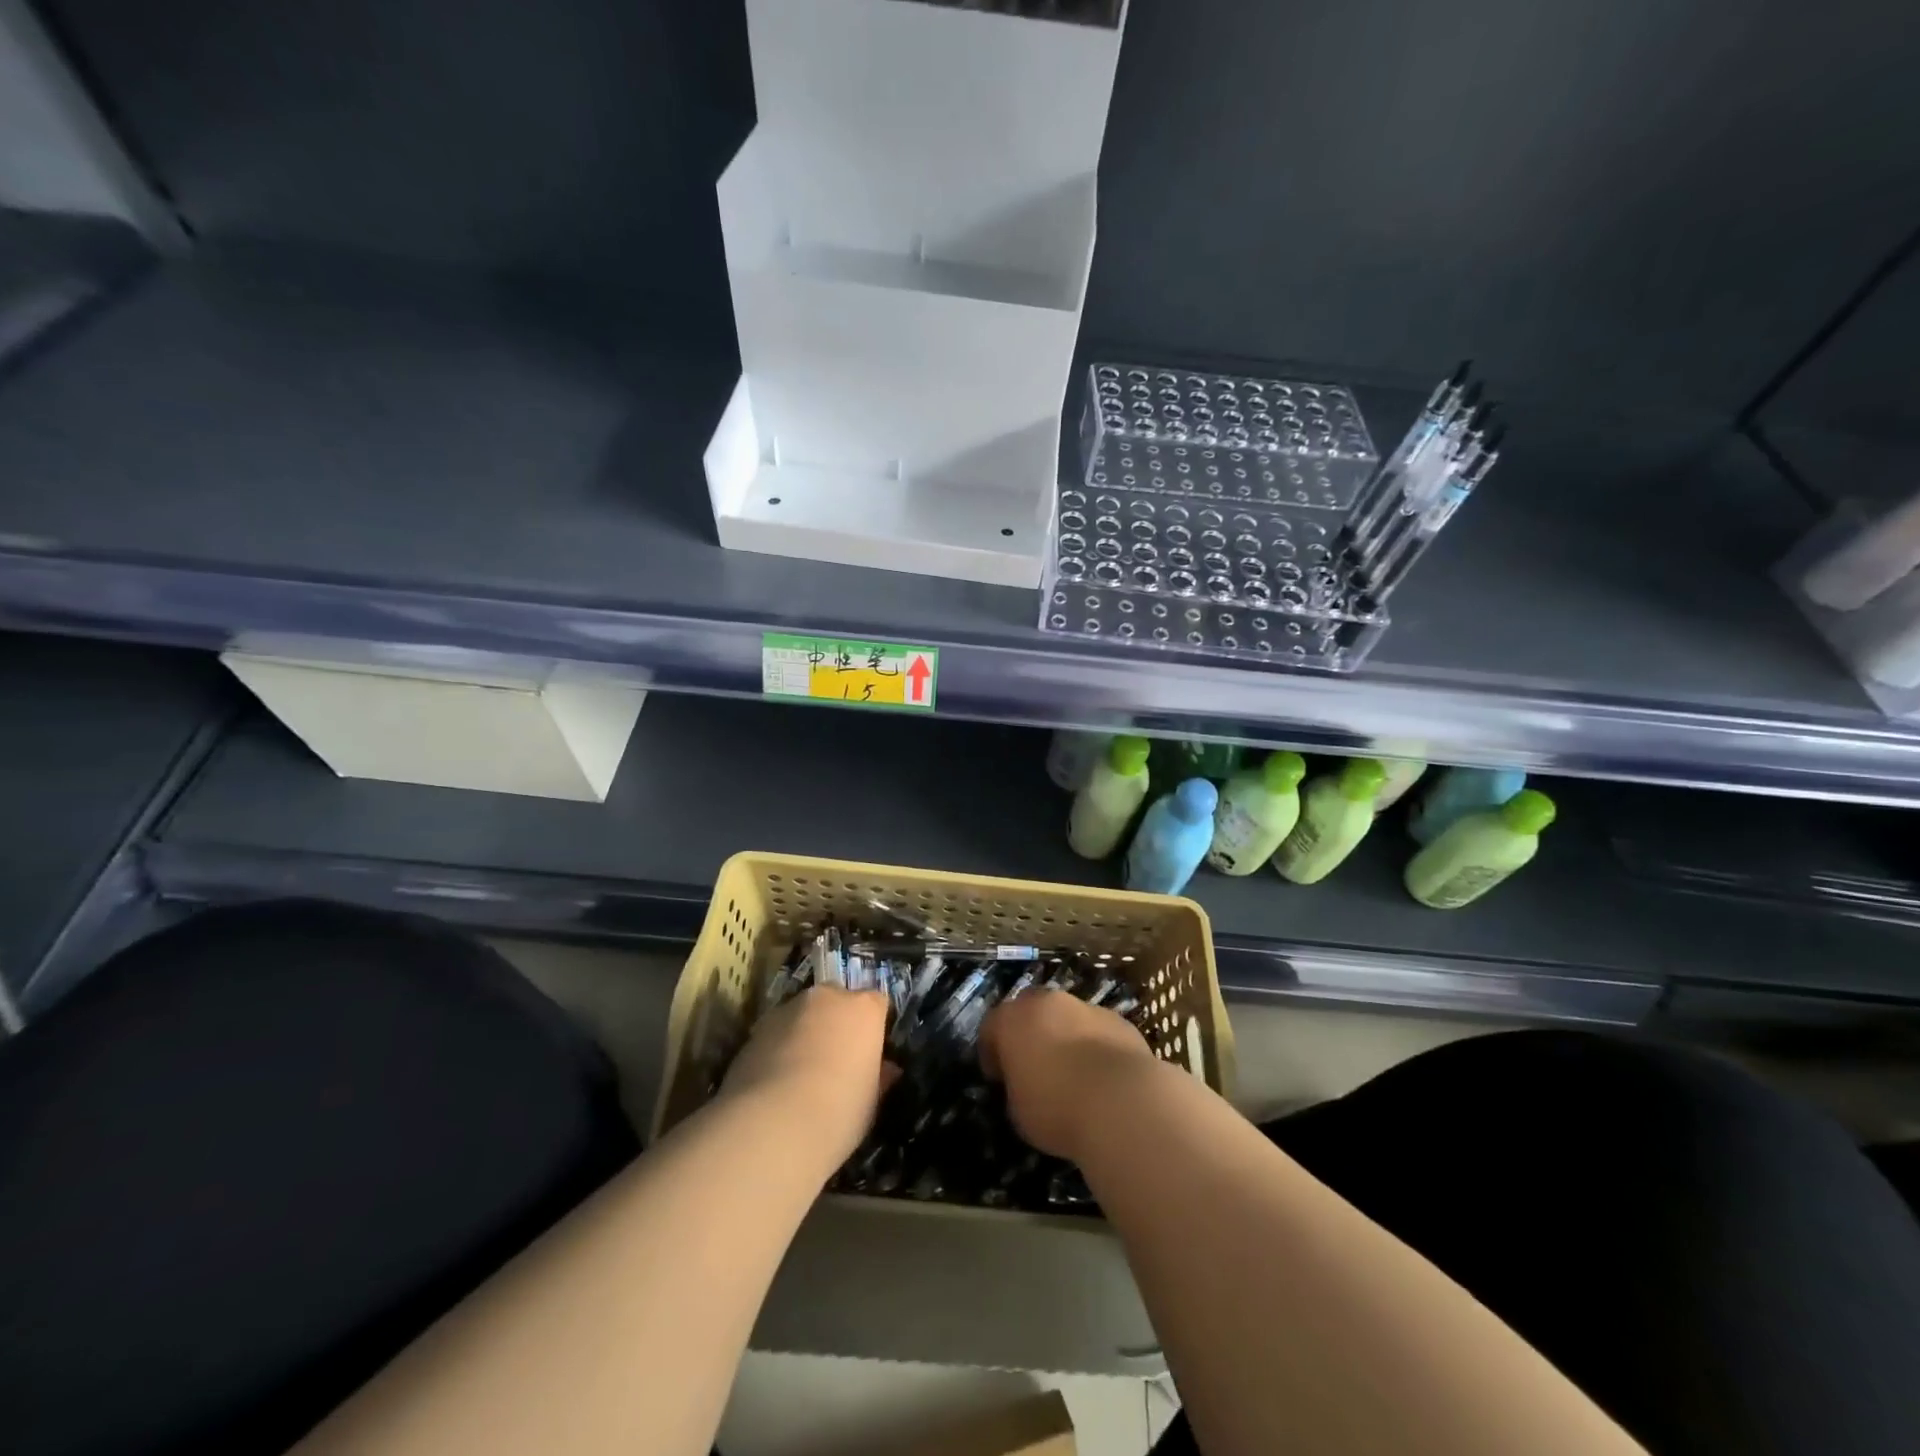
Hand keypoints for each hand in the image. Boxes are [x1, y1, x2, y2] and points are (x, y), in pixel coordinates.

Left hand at [720, 987, 893, 1169]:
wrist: (773, 1124)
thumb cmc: (839, 1111)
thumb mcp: (871, 1102)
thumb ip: (878, 1076)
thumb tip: (886, 1070)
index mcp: (864, 1009)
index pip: (876, 1003)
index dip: (873, 1026)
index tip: (870, 1052)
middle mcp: (827, 998)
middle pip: (837, 1000)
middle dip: (837, 1021)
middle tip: (836, 1059)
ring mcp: (788, 1009)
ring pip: (802, 1014)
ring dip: (805, 1032)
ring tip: (800, 1073)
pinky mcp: (756, 1029)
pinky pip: (775, 1032)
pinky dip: (777, 1048)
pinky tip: (774, 1082)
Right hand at [981, 990, 1155, 1160]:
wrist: (1122, 1102)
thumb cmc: (1056, 1108)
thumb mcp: (1018, 1110)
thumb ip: (1016, 1087)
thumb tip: (1025, 1086)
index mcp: (1013, 1019)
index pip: (991, 1028)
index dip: (992, 1054)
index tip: (999, 1079)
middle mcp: (1048, 1002)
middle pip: (1030, 1011)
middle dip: (1029, 1034)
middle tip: (1034, 1068)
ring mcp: (1087, 1007)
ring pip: (1068, 1018)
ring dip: (1065, 1038)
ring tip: (1073, 1076)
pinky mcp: (1119, 1021)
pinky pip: (1098, 1032)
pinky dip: (1095, 1047)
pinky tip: (1103, 1079)